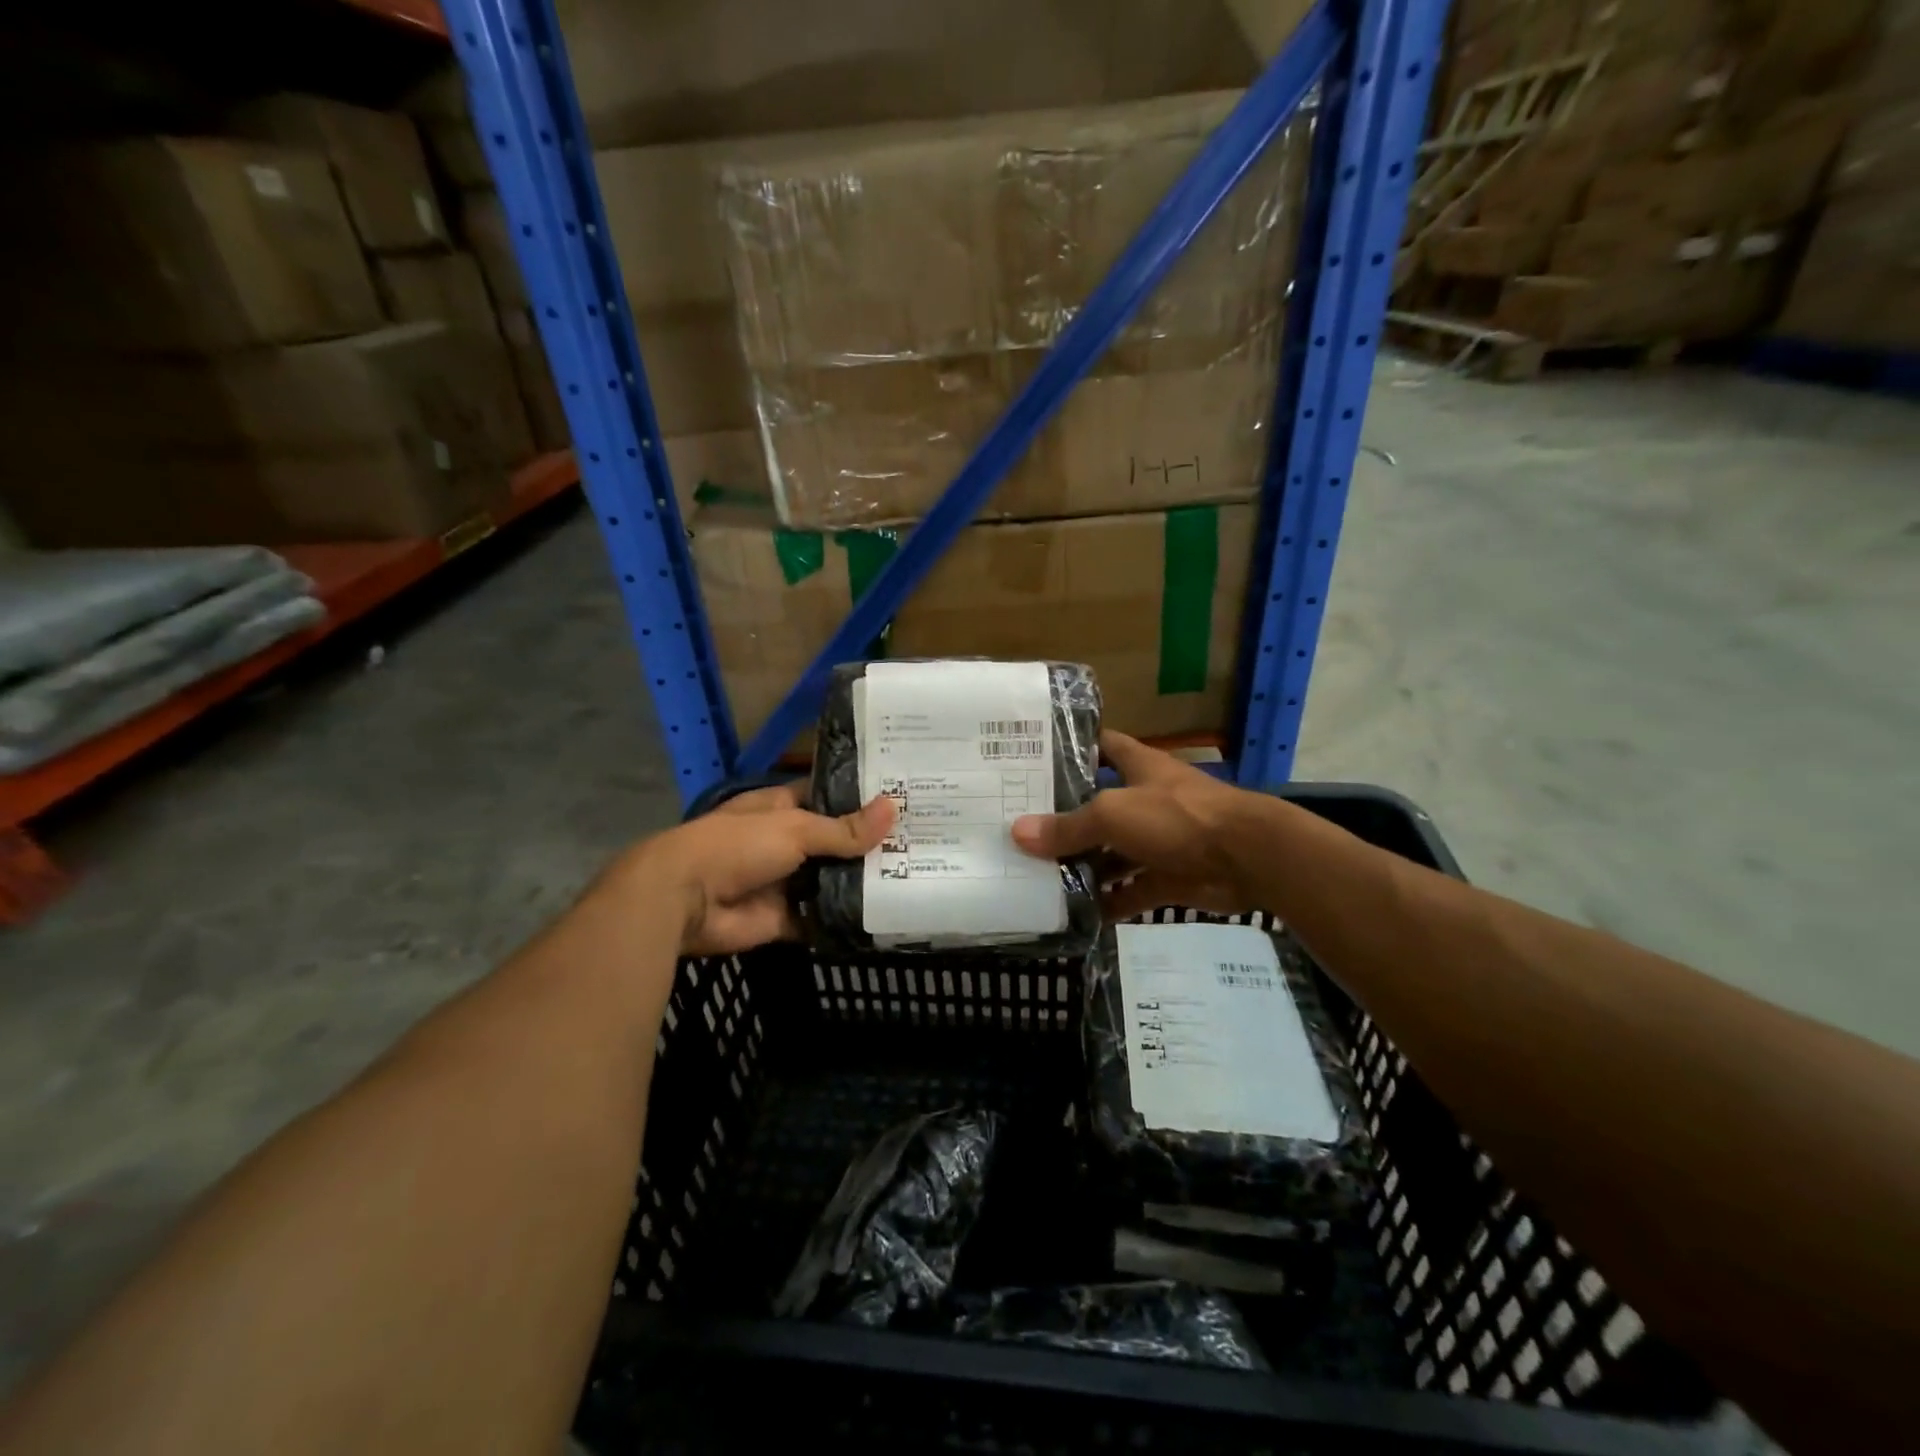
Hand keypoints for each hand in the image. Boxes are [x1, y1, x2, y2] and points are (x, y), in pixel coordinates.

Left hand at [643, 782, 893, 954]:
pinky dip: (844, 919)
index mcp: (782, 808)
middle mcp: (786, 842)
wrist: (686, 900)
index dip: (861, 799)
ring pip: (831, 880)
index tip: (903, 800)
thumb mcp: (795, 829)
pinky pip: (821, 918)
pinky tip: (884, 916)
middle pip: (834, 842)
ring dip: (861, 882)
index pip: (829, 798)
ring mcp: (785, 882)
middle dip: (869, 844)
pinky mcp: (785, 919)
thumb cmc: (738, 845)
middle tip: (922, 842)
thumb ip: (844, 828)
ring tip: (915, 876)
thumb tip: (894, 809)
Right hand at [1011, 731, 1254, 919]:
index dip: (1069, 749)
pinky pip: (1131, 890)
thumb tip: (1018, 833)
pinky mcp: (1169, 876)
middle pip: (1097, 805)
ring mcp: (1158, 840)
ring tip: (1036, 876)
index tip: (1031, 760)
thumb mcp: (1113, 814)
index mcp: (1136, 767)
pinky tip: (1075, 914)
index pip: (1099, 746)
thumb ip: (1068, 826)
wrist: (1248, 857)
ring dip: (1083, 866)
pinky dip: (1109, 903)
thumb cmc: (1177, 817)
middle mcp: (1144, 799)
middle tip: (1018, 830)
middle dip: (1063, 818)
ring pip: (1112, 852)